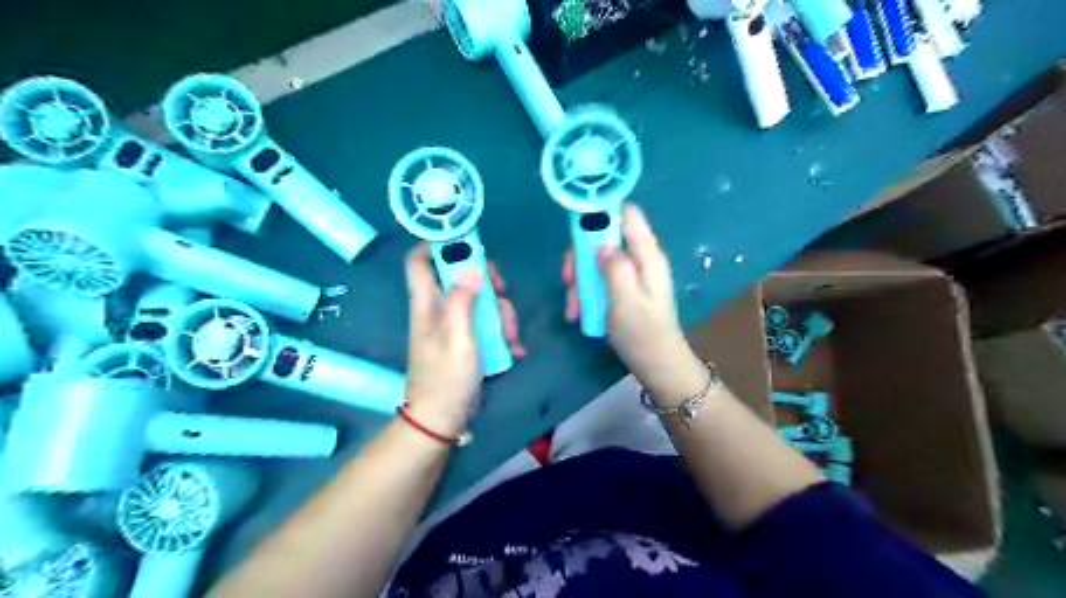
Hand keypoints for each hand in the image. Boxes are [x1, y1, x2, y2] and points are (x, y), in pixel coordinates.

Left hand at [403, 244, 521, 438]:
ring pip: (478, 301)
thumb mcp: (457, 338)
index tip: (467, 243)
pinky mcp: (466, 341)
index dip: (437, 245)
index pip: (419, 261)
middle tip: (501, 289)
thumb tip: (471, 268)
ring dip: (500, 312)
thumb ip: (461, 302)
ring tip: (511, 336)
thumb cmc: (446, 379)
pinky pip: (486, 324)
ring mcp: (453, 326)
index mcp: (427, 304)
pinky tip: (514, 348)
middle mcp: (437, 310)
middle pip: (458, 276)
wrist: (442, 420)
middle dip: (484, 280)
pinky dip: (501, 332)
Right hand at [566, 203, 705, 403]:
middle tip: (569, 278)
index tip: (577, 225)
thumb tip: (601, 242)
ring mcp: (630, 274)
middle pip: (604, 237)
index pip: (628, 214)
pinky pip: (598, 279)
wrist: (656, 364)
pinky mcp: (622, 288)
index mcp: (647, 255)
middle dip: (581, 255)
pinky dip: (585, 292)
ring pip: (596, 260)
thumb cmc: (642, 333)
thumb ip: (614, 267)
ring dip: (579, 280)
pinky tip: (578, 312)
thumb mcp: (625, 300)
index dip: (603, 211)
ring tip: (573, 306)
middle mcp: (639, 258)